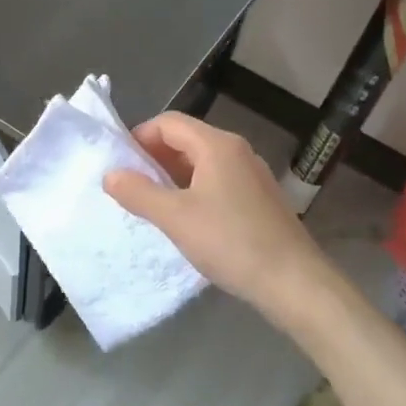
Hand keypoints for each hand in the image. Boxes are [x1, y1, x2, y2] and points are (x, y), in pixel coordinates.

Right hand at [103, 113, 327, 321]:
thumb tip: (110, 174)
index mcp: (217, 145)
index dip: (139, 138)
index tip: (120, 165)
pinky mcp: (260, 198)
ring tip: (154, 205)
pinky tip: (187, 220)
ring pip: (202, 162)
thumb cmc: (231, 242)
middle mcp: (236, 150)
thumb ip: (139, 193)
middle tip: (131, 187)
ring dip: (173, 176)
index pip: (168, 123)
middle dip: (154, 158)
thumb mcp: (175, 218)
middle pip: (185, 139)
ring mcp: (252, 174)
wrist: (294, 282)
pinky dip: (195, 190)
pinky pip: (218, 181)